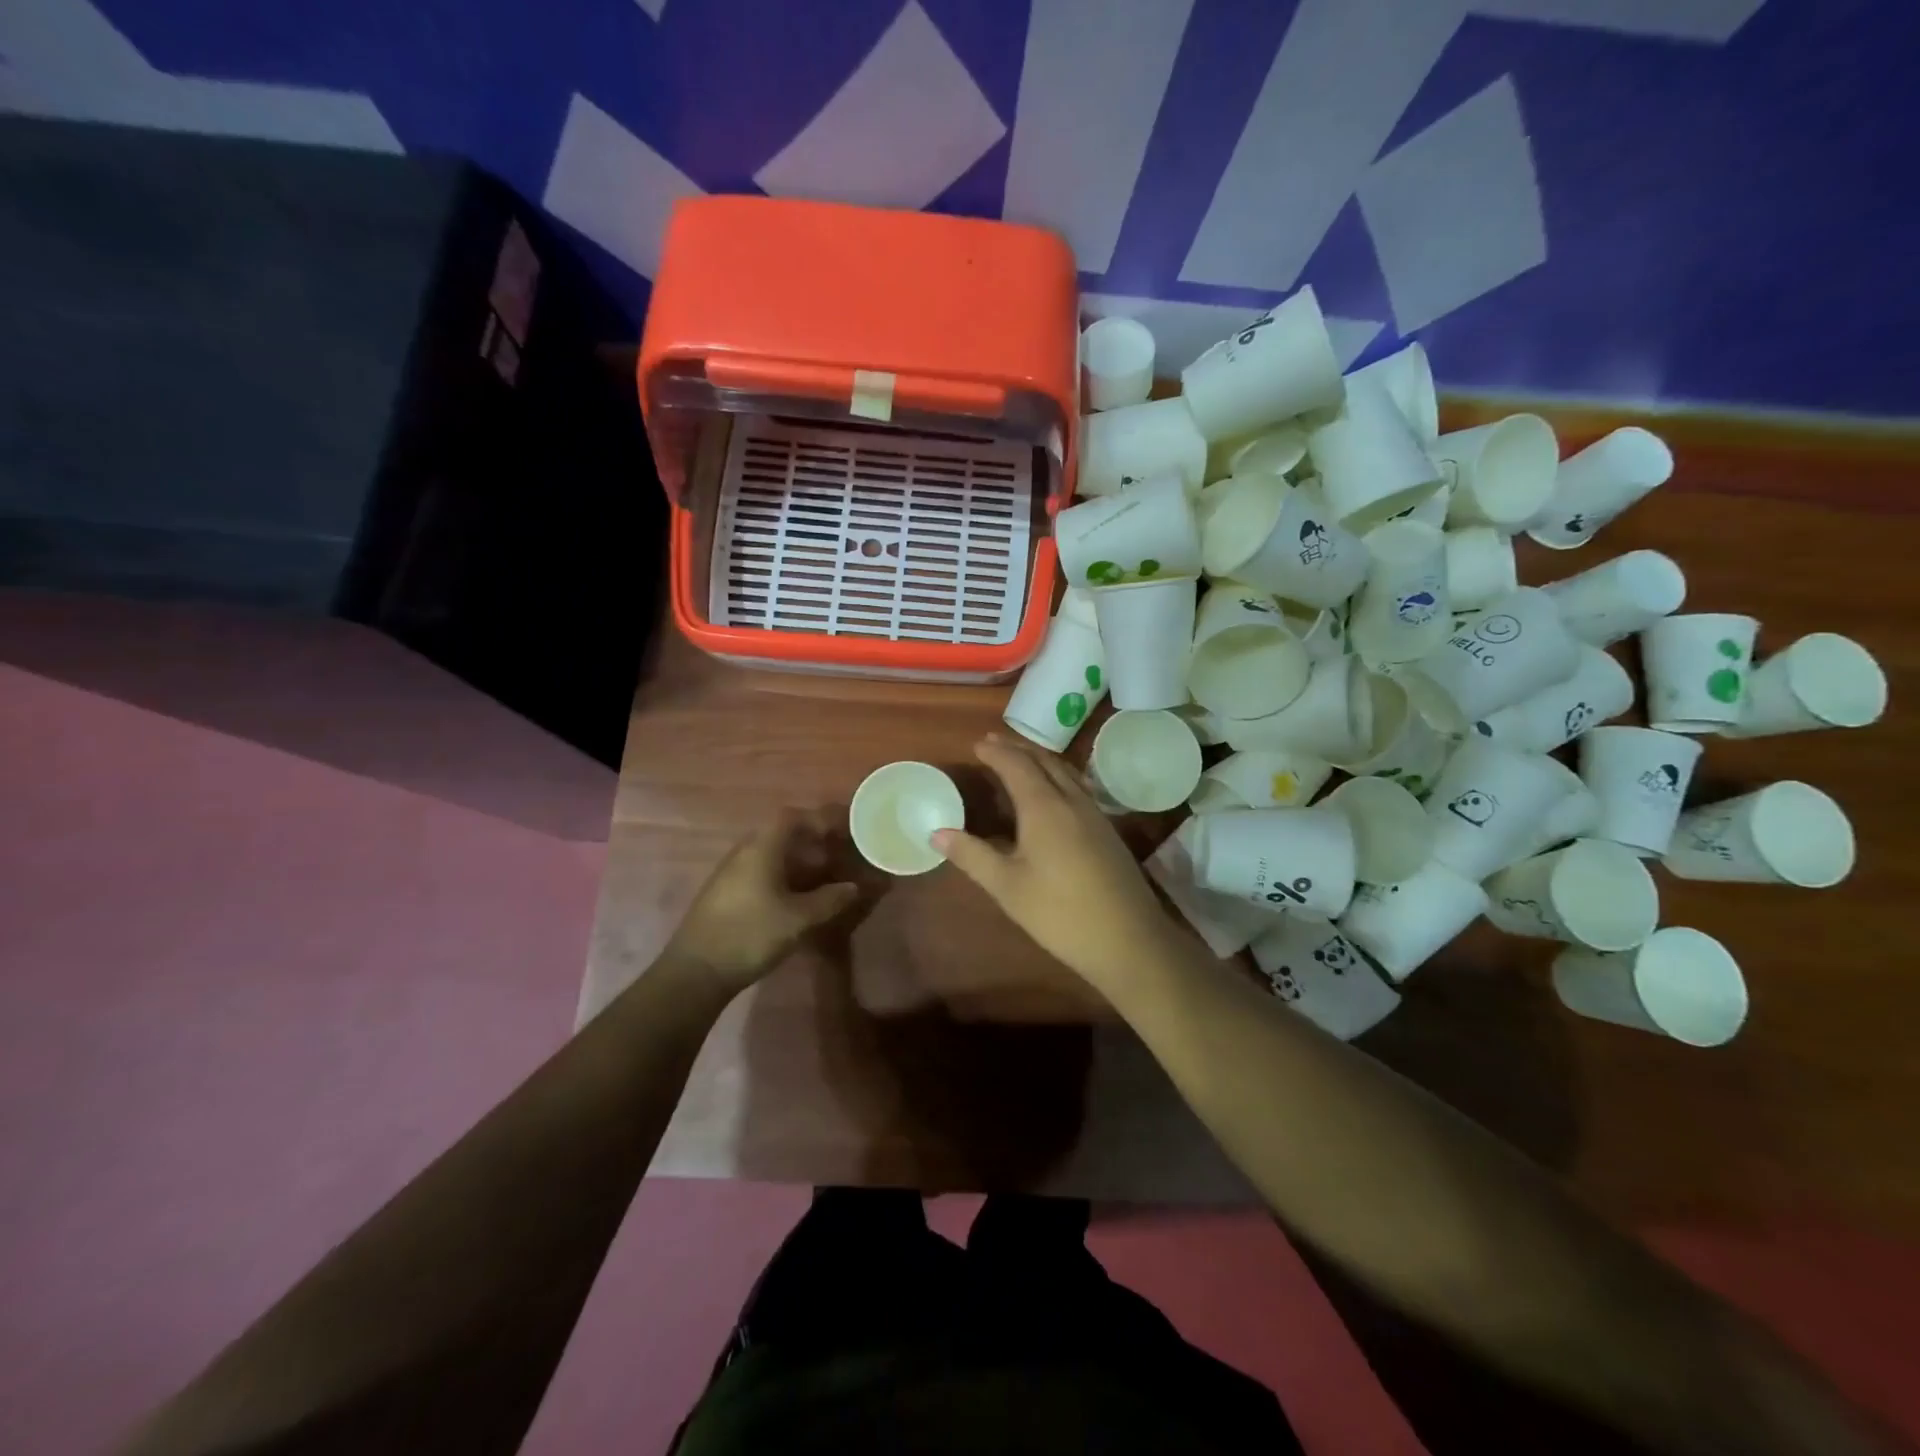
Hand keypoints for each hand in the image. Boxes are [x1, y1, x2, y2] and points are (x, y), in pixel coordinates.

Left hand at [664, 809, 864, 992]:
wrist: (696, 972)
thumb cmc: (750, 935)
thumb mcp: (798, 919)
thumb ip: (829, 900)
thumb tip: (852, 887)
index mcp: (761, 849)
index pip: (791, 817)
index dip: (818, 820)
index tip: (842, 833)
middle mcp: (744, 853)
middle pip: (782, 835)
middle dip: (812, 844)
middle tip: (837, 859)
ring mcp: (731, 874)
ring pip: (771, 856)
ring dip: (798, 864)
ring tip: (822, 882)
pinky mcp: (725, 894)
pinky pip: (760, 873)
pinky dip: (783, 878)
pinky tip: (796, 901)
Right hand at [933, 735, 1183, 990]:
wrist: (1128, 939)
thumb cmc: (1059, 912)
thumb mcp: (1007, 886)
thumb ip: (972, 855)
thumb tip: (936, 832)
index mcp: (1044, 806)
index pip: (1016, 765)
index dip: (996, 752)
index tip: (976, 745)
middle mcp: (1071, 800)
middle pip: (1044, 761)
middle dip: (1017, 748)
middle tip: (994, 743)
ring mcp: (1094, 814)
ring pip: (1065, 772)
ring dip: (1040, 759)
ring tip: (1021, 759)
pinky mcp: (1107, 830)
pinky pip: (1078, 787)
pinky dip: (1058, 776)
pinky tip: (1054, 793)